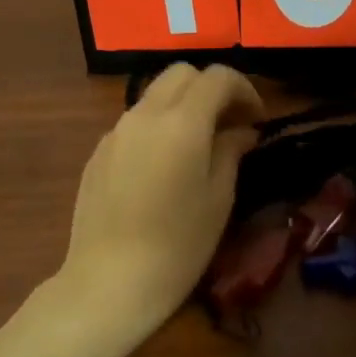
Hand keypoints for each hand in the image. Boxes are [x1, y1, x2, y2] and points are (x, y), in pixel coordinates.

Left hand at [58, 63, 263, 343]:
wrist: (110, 281)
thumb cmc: (178, 245)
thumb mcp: (218, 198)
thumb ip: (230, 151)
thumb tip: (241, 131)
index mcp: (181, 122)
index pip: (217, 78)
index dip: (244, 89)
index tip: (258, 118)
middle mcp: (144, 115)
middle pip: (180, 75)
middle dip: (210, 89)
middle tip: (231, 123)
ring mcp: (115, 133)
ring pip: (154, 97)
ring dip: (182, 107)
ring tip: (200, 145)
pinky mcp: (97, 154)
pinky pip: (134, 125)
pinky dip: (157, 129)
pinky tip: (165, 167)